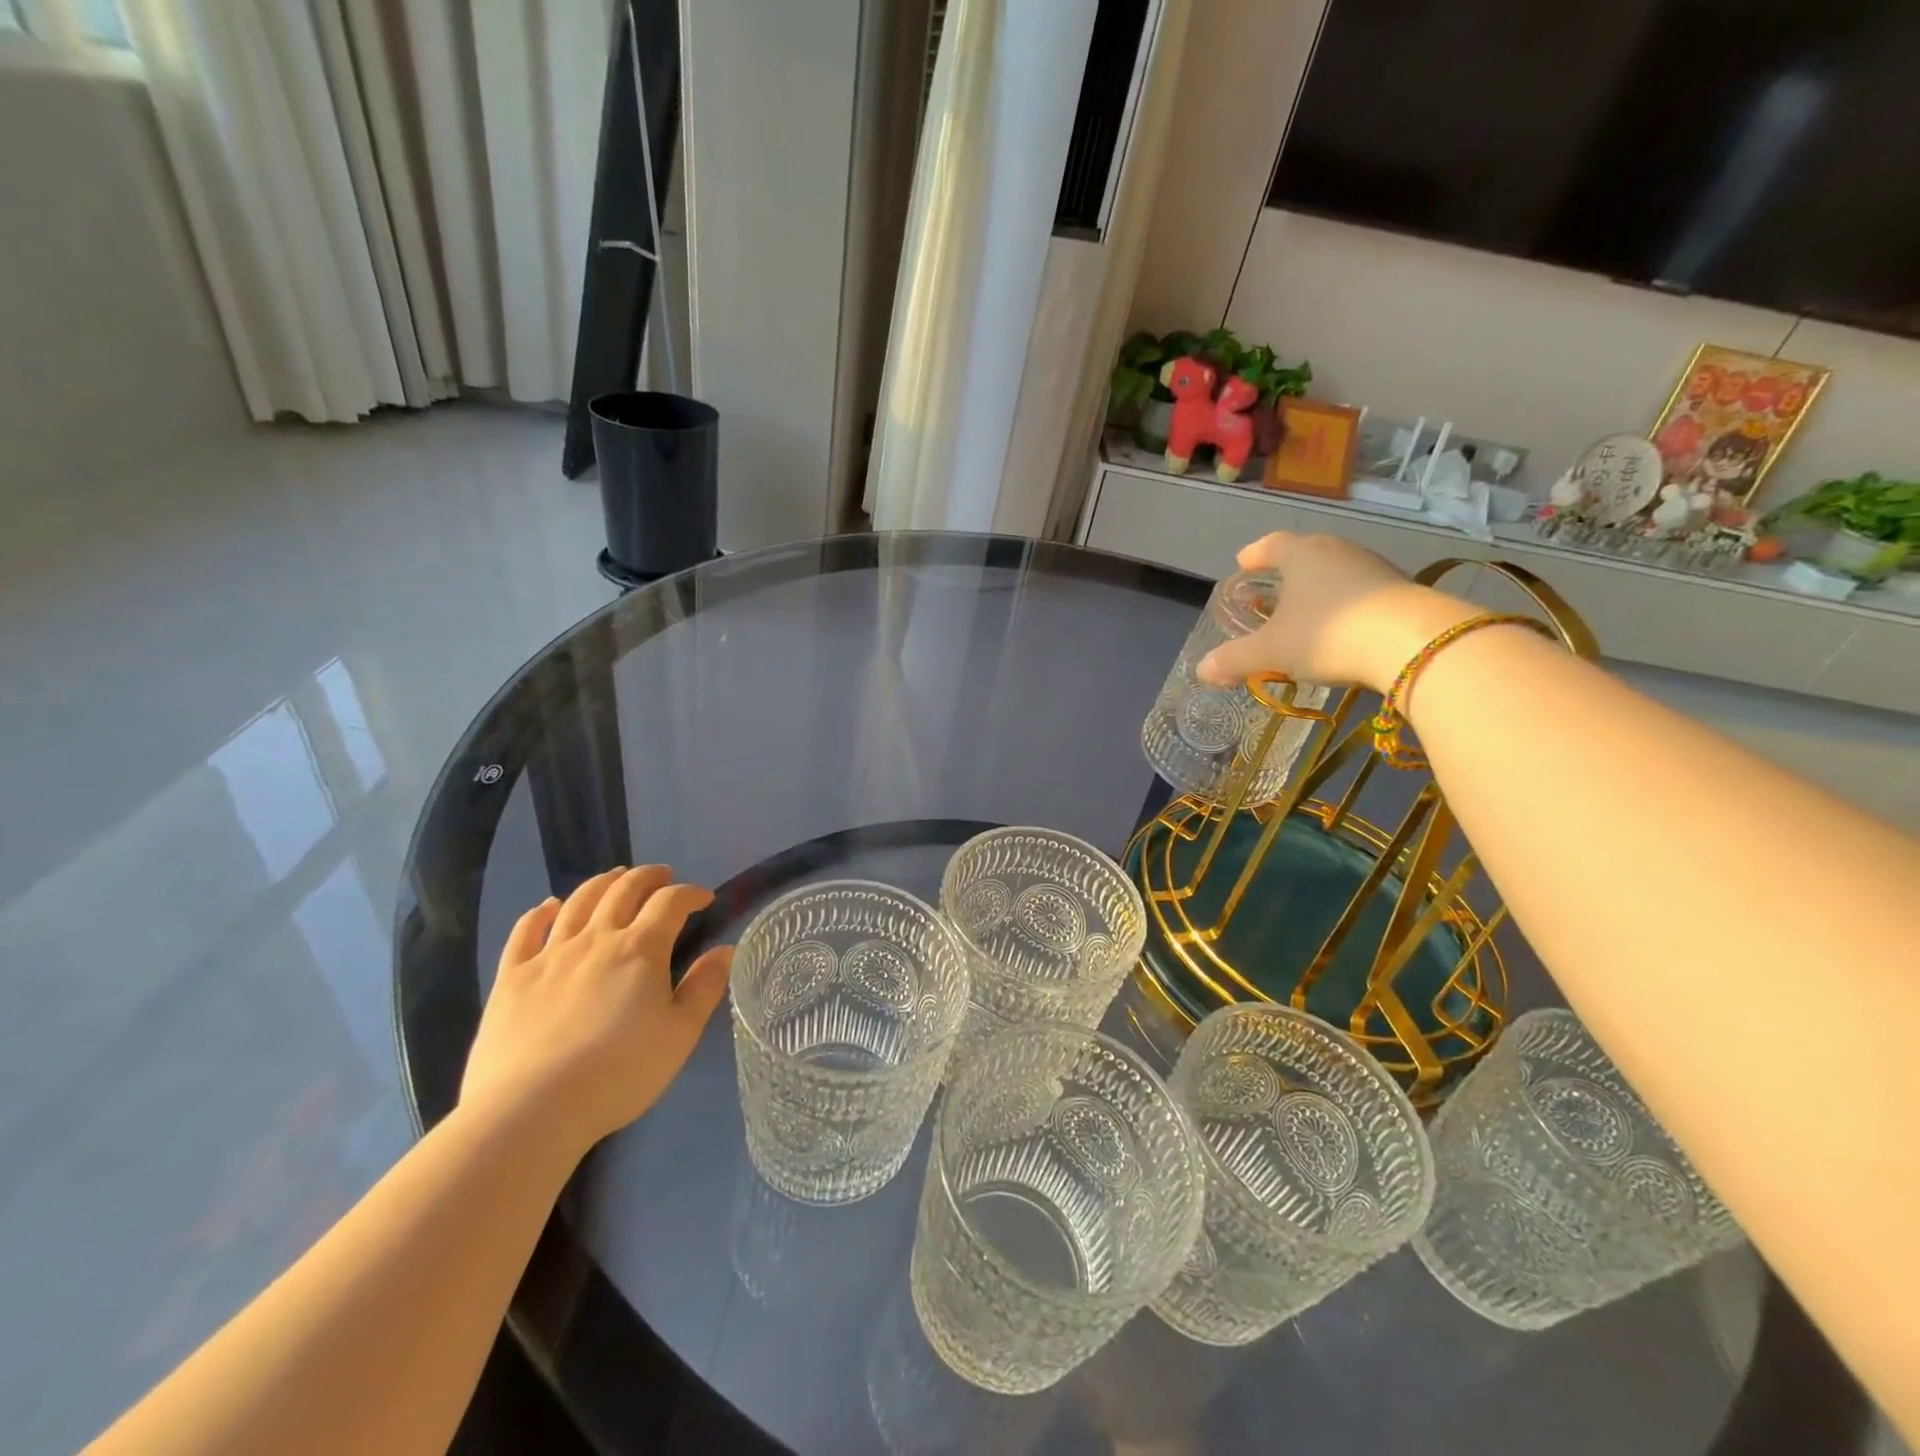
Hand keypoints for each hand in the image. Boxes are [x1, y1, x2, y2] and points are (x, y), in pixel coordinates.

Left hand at [460, 866, 731, 1151]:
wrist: (532, 1109)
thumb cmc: (620, 1073)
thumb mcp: (680, 1034)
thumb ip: (704, 987)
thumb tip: (726, 950)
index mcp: (641, 948)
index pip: (671, 902)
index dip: (691, 893)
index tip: (704, 898)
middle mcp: (596, 938)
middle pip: (624, 890)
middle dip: (648, 877)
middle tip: (662, 876)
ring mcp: (550, 954)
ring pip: (578, 901)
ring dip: (602, 883)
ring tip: (615, 878)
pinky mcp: (512, 976)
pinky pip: (526, 930)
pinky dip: (541, 911)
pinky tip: (549, 906)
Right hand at [1196, 532, 1474, 692]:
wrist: (1412, 643)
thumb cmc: (1327, 635)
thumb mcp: (1271, 652)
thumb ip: (1234, 659)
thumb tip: (1202, 670)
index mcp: (1301, 555)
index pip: (1271, 544)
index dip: (1254, 554)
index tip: (1243, 563)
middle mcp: (1337, 551)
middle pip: (1306, 554)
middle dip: (1286, 571)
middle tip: (1271, 587)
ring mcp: (1373, 568)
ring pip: (1335, 572)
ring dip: (1317, 588)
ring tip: (1305, 611)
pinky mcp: (1400, 590)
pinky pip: (1360, 591)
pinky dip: (1344, 604)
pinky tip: (1340, 628)